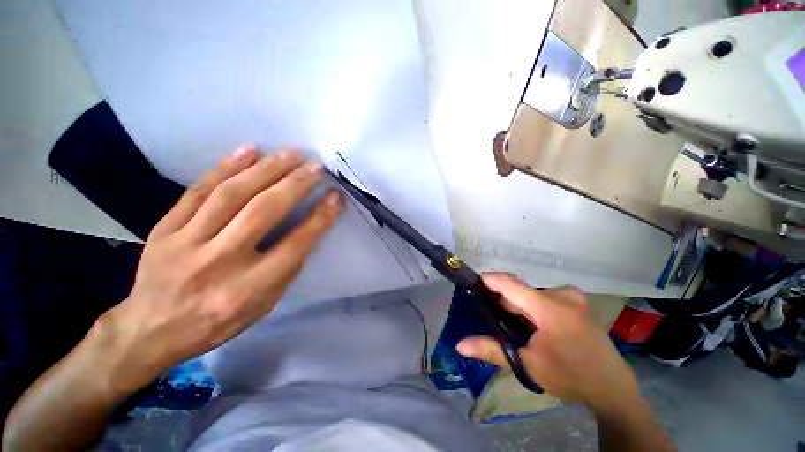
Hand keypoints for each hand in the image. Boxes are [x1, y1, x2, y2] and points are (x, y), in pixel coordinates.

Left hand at [96, 145, 342, 389]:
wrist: (150, 329)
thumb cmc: (218, 321)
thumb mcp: (264, 306)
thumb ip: (286, 268)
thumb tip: (306, 229)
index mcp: (249, 289)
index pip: (294, 245)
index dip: (319, 218)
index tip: (335, 197)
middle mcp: (219, 262)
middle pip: (262, 212)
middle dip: (295, 184)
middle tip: (315, 166)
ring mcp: (186, 243)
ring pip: (231, 195)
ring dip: (265, 169)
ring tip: (290, 153)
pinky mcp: (164, 229)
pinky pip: (197, 191)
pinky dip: (225, 167)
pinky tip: (247, 151)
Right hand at [457, 273, 638, 410]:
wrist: (613, 388)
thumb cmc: (571, 377)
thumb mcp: (528, 365)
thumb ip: (492, 350)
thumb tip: (460, 345)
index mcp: (550, 308)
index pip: (510, 283)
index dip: (489, 280)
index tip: (472, 283)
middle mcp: (562, 294)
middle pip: (520, 290)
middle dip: (503, 301)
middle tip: (491, 317)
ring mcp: (572, 296)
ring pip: (532, 294)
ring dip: (518, 305)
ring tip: (513, 326)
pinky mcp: (577, 301)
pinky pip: (544, 297)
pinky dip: (532, 307)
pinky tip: (532, 325)